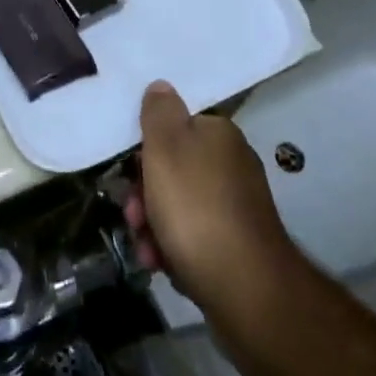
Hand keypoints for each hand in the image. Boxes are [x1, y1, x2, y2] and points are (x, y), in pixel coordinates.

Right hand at [125, 81, 293, 315]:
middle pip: (172, 169)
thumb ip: (159, 113)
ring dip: (153, 225)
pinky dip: (173, 248)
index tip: (129, 171)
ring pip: (178, 206)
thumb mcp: (165, 147)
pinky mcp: (237, 246)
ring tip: (145, 249)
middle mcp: (232, 165)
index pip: (174, 126)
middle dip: (144, 193)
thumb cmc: (196, 208)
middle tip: (132, 215)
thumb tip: (162, 85)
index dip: (145, 148)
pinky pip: (193, 237)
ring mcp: (237, 207)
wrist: (246, 289)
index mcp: (219, 135)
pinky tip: (161, 264)